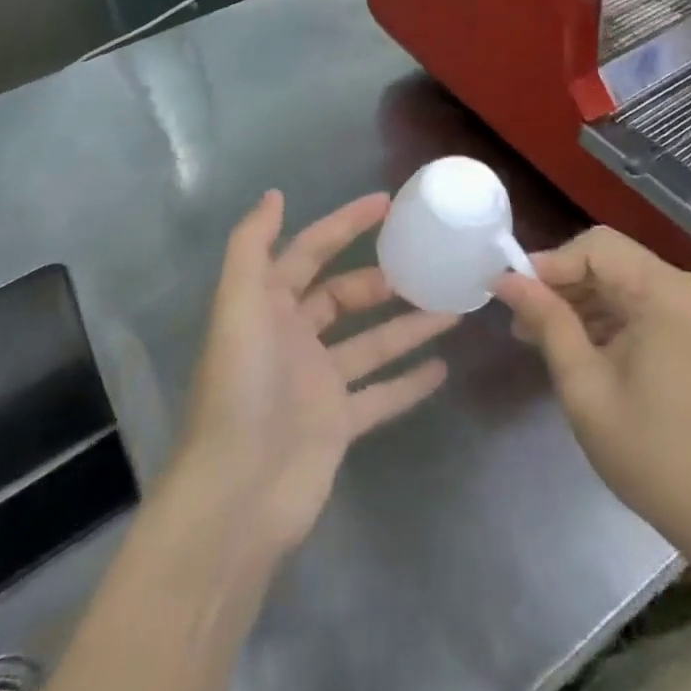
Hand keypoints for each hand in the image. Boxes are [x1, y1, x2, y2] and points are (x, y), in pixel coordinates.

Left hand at [175, 190, 458, 556]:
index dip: (345, 224)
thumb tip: (274, 194)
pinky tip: (442, 367)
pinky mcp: (337, 425)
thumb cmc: (241, 387)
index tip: (387, 204)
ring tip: (454, 307)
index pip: (311, 250)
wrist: (236, 496)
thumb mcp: (238, 304)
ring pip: (371, 342)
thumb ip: (253, 246)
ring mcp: (317, 383)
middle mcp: (293, 337)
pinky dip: (409, 382)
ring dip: (409, 324)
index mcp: (268, 305)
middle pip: (344, 295)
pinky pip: (381, 394)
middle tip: (428, 262)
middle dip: (383, 277)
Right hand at [495, 227, 690, 547]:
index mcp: (668, 293)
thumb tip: (505, 278)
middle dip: (561, 284)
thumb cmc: (647, 452)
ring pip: (619, 277)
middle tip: (520, 316)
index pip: (597, 249)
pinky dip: (603, 314)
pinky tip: (571, 341)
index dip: (550, 264)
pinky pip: (637, 299)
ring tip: (535, 332)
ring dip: (579, 299)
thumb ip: (546, 321)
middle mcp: (687, 285)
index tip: (512, 291)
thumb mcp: (584, 385)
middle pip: (609, 259)